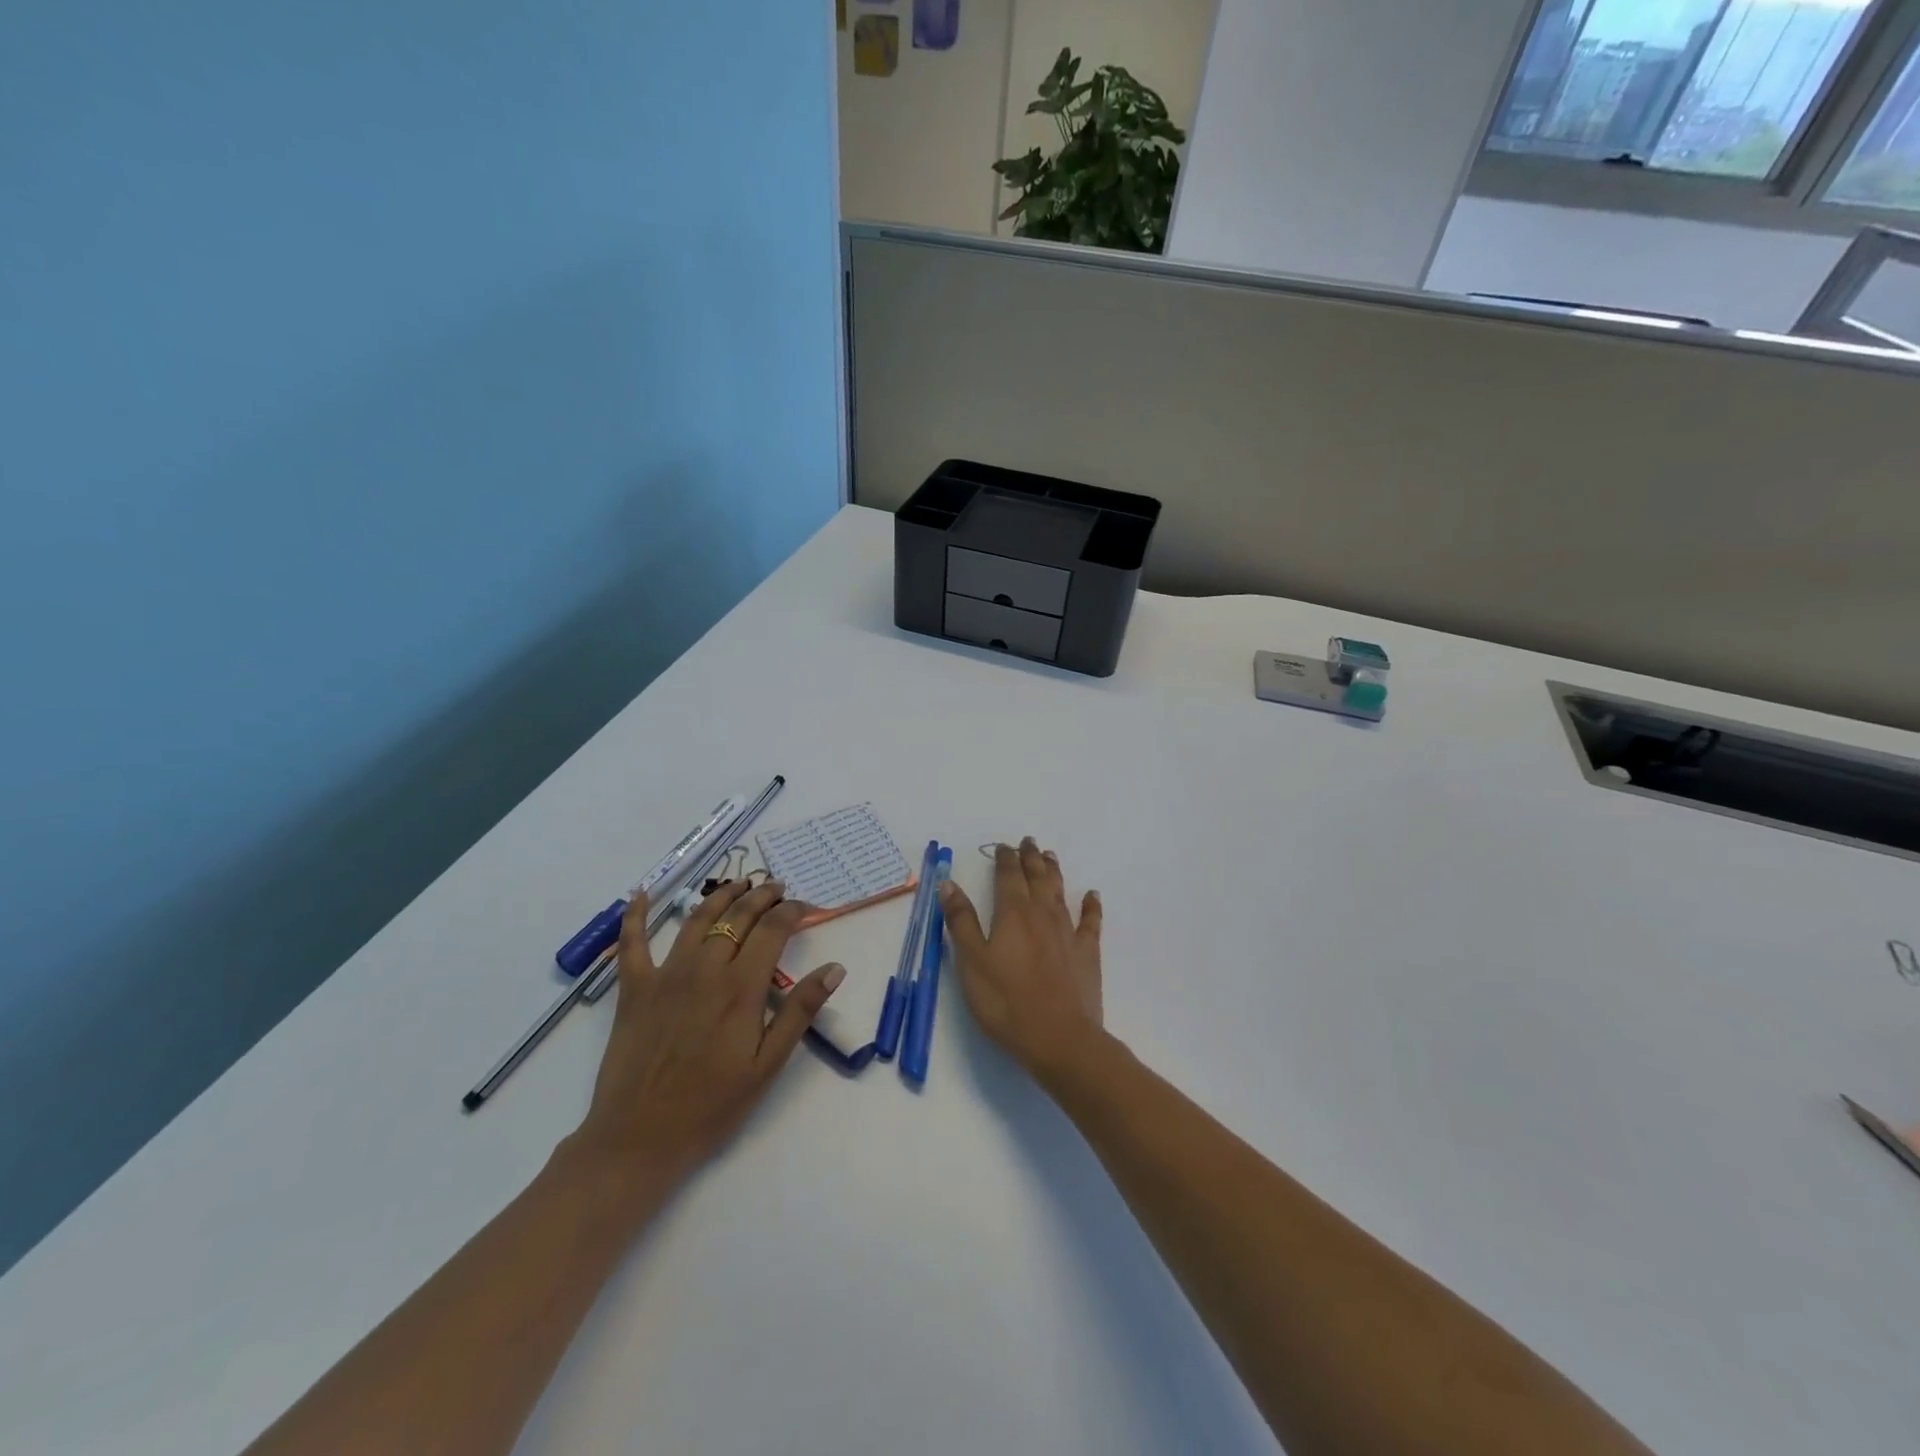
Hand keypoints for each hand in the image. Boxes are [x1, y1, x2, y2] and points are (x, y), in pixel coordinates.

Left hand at [570, 879, 843, 1183]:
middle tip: (777, 887)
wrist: (639, 1141)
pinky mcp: (634, 989)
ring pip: (697, 919)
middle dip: (762, 896)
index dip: (792, 911)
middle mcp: (704, 970)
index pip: (772, 931)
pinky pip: (633, 943)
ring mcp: (665, 976)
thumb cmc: (711, 1107)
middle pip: (738, 917)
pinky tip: (641, 893)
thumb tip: (835, 968)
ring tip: (739, 883)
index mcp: (740, 988)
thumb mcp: (767, 1065)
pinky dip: (636, 914)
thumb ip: (800, 1011)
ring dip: (721, 895)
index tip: (805, 906)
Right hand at [939, 838, 1103, 1080]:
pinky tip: (1092, 896)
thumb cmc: (1006, 1001)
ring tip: (1050, 856)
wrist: (1059, 1038)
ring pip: (1060, 892)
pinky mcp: (1087, 953)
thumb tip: (949, 883)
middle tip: (1028, 841)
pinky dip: (1091, 906)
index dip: (1005, 858)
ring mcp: (1068, 932)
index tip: (1002, 846)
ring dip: (1053, 872)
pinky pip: (1091, 921)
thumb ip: (961, 921)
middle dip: (1030, 857)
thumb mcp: (971, 962)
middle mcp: (1042, 914)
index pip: (1008, 875)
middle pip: (1037, 877)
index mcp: (1012, 913)